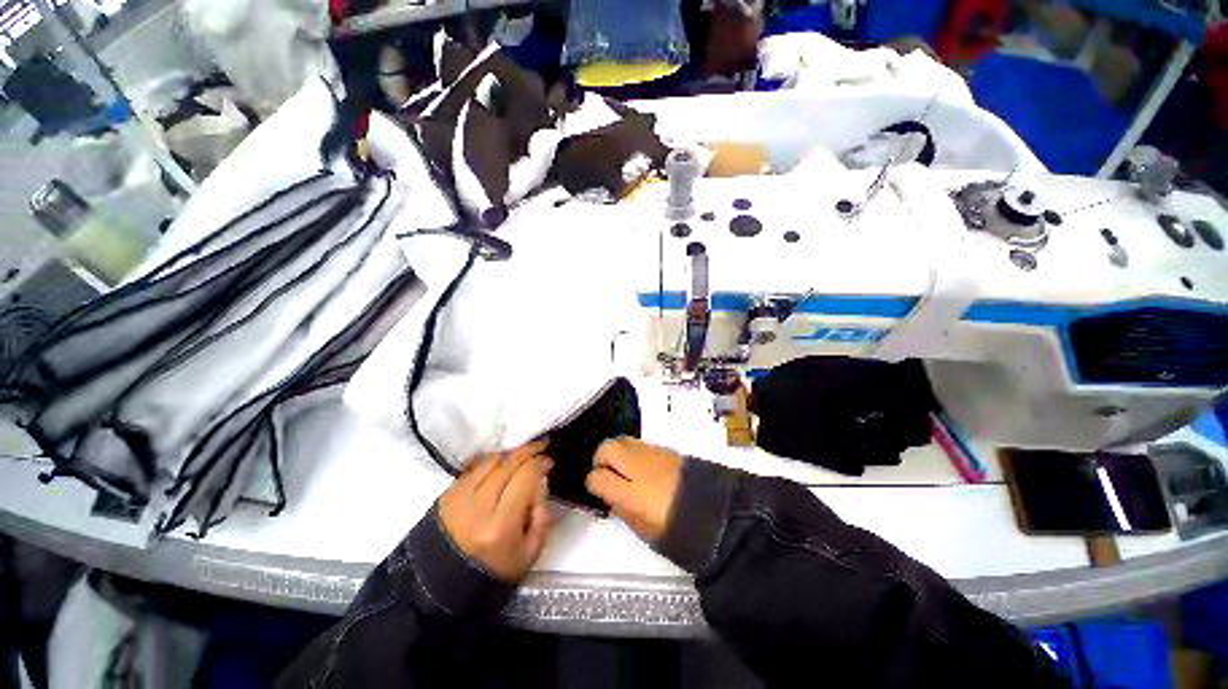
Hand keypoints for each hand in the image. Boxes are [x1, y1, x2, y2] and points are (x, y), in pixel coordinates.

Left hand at [439, 441, 554, 581]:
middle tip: (541, 446)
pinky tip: (501, 463)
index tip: (549, 461)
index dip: (540, 463)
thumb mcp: (528, 555)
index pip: (525, 478)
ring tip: (521, 455)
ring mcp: (459, 498)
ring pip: (491, 461)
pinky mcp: (446, 494)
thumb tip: (542, 485)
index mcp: (501, 526)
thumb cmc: (490, 573)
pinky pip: (474, 467)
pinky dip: (491, 461)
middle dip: (529, 451)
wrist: (439, 587)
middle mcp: (478, 507)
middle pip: (509, 464)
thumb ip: (542, 519)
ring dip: (510, 454)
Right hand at [585, 437, 683, 542]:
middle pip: (608, 448)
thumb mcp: (645, 530)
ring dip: (617, 451)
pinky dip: (634, 451)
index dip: (592, 483)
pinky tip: (641, 466)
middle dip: (601, 458)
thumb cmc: (680, 532)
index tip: (596, 489)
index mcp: (632, 494)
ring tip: (622, 467)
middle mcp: (640, 468)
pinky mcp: (667, 450)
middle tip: (604, 471)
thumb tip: (610, 495)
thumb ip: (623, 509)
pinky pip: (641, 444)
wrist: (717, 515)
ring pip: (623, 440)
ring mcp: (654, 455)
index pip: (598, 478)